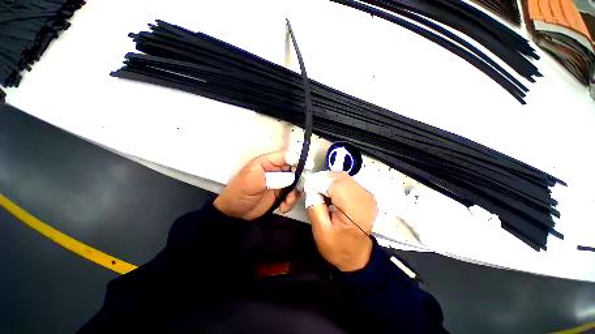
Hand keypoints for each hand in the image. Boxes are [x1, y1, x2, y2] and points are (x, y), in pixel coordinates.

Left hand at [214, 150, 300, 219]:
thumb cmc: (239, 194)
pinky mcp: (280, 193)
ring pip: (295, 183)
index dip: (298, 159)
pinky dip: (290, 201)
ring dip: (294, 194)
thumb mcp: (251, 183)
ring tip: (286, 202)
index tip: (308, 168)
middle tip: (296, 192)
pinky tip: (283, 208)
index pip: (285, 156)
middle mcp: (275, 170)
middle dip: (298, 180)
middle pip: (294, 169)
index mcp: (266, 163)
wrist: (234, 213)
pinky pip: (292, 194)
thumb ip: (271, 179)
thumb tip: (291, 177)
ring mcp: (279, 182)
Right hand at [307, 172, 377, 271]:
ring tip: (320, 193)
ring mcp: (367, 196)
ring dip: (329, 181)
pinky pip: (347, 182)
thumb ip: (314, 205)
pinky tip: (329, 195)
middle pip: (340, 177)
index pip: (335, 185)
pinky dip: (335, 184)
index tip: (306, 185)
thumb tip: (310, 186)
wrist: (357, 256)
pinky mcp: (365, 195)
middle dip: (323, 180)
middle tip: (312, 189)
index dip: (319, 182)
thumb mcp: (320, 231)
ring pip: (343, 177)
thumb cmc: (338, 247)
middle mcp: (365, 199)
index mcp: (355, 210)